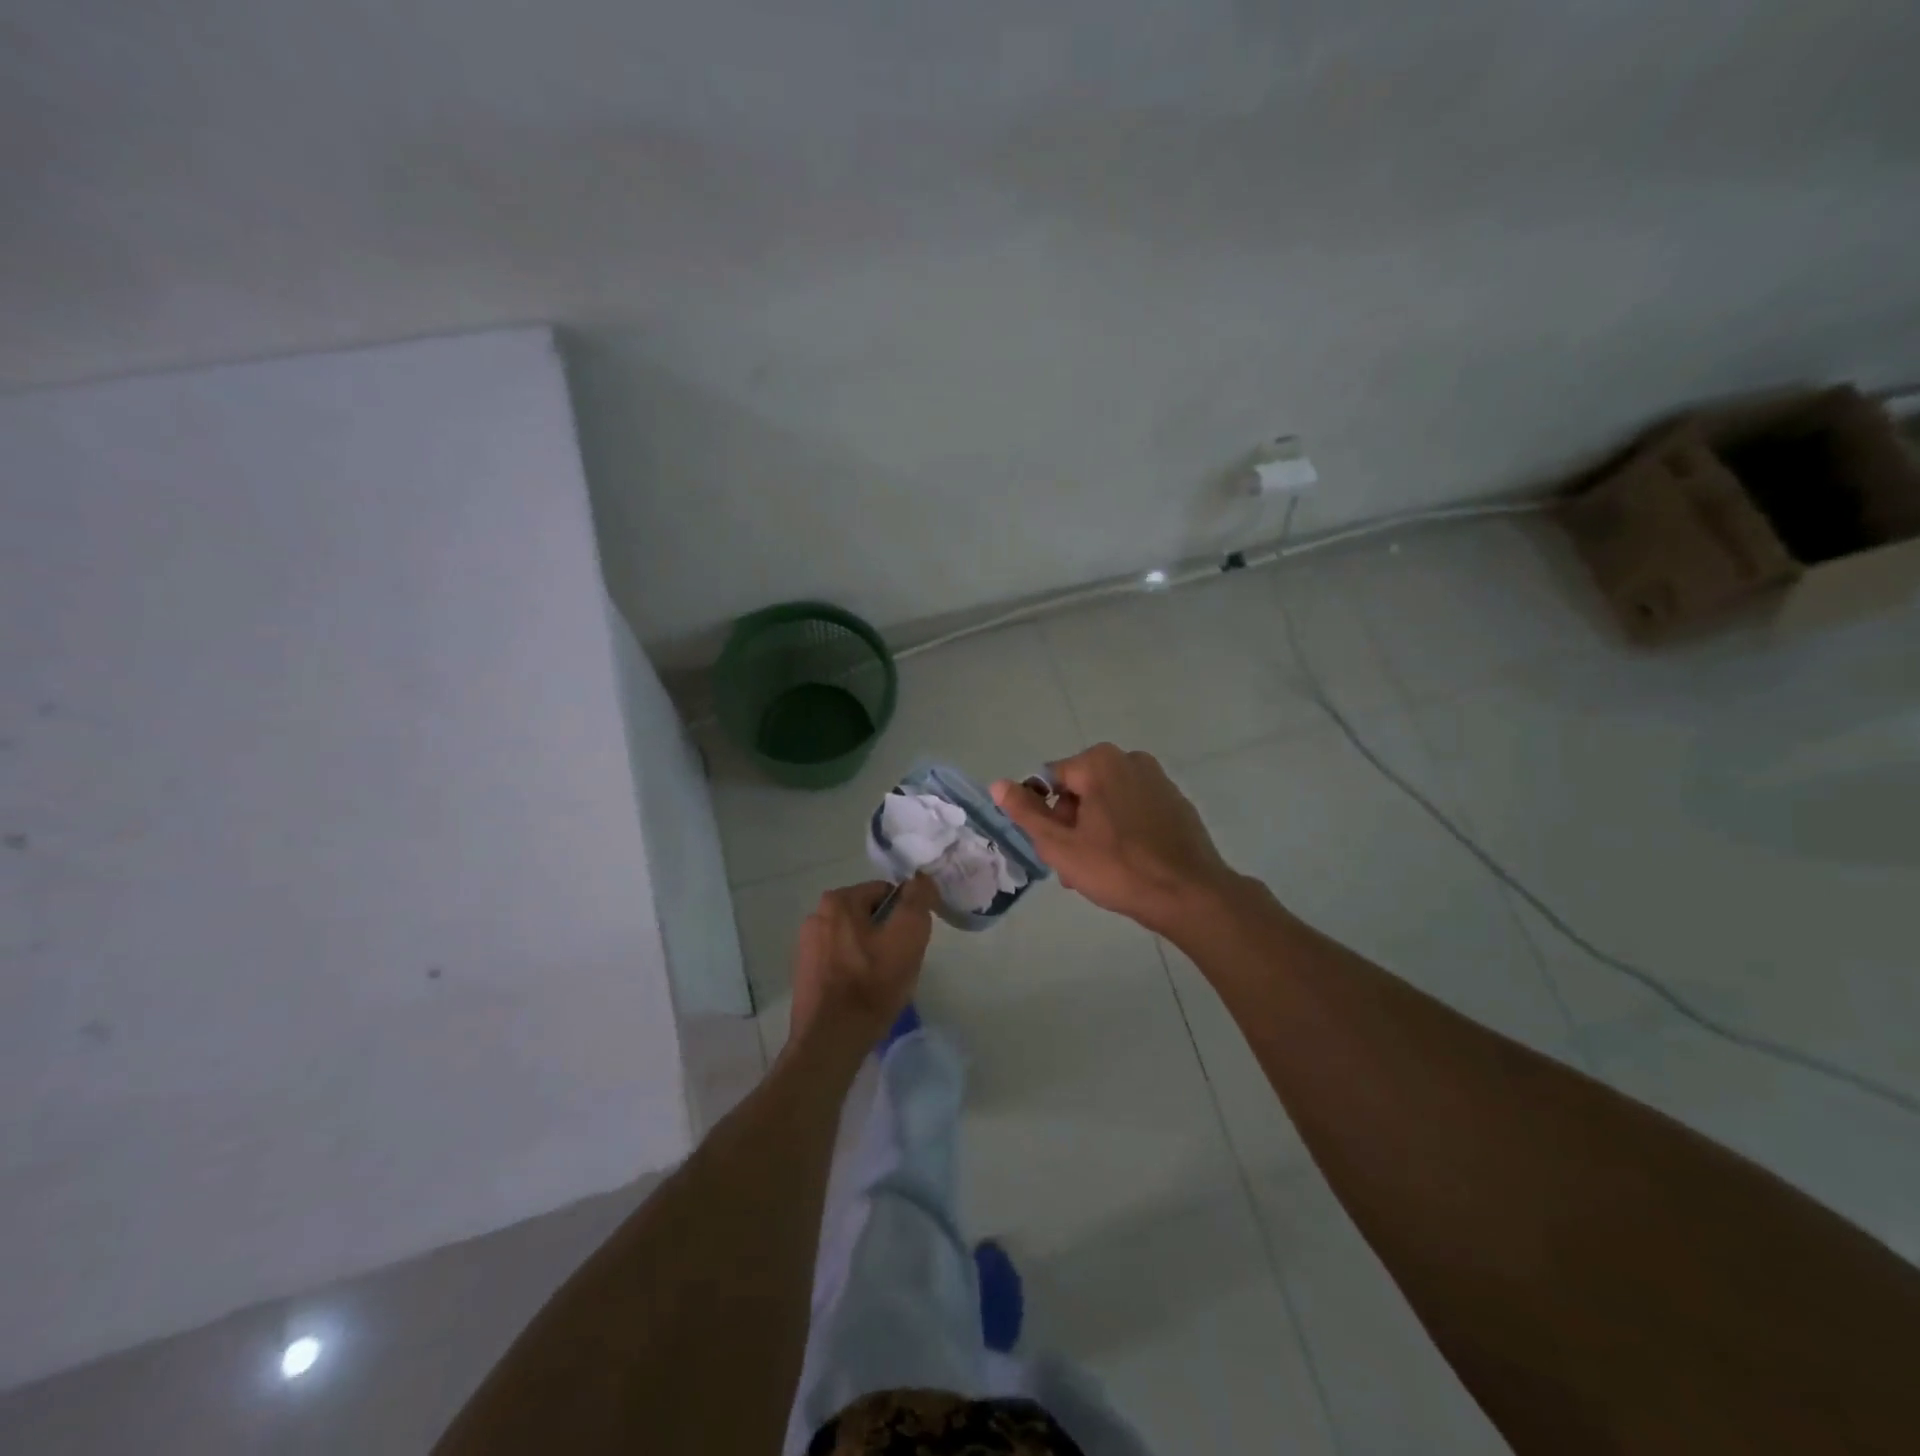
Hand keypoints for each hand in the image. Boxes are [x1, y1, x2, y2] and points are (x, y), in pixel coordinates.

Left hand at [788, 877, 937, 1051]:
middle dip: (887, 934)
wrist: (831, 1041)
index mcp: (837, 900)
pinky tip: (862, 994)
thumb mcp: (908, 936)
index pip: (884, 892)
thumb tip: (920, 879)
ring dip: (870, 953)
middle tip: (899, 964)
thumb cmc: (872, 985)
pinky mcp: (804, 973)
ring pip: (854, 939)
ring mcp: (806, 946)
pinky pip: (839, 961)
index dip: (904, 915)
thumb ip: (917, 901)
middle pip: (868, 916)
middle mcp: (816, 916)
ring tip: (882, 983)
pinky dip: (853, 970)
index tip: (911, 943)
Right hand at [992, 743, 1237, 936]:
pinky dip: (1123, 830)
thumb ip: (1026, 812)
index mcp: (1099, 762)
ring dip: (1094, 830)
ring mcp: (1158, 779)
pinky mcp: (1176, 801)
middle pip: (1079, 789)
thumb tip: (998, 784)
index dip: (1046, 816)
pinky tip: (1128, 862)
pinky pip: (1134, 809)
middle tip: (1075, 865)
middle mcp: (1129, 759)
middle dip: (1071, 824)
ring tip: (1099, 869)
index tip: (1056, 849)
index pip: (1050, 781)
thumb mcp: (1060, 845)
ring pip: (1107, 801)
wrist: (1190, 894)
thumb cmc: (1118, 869)